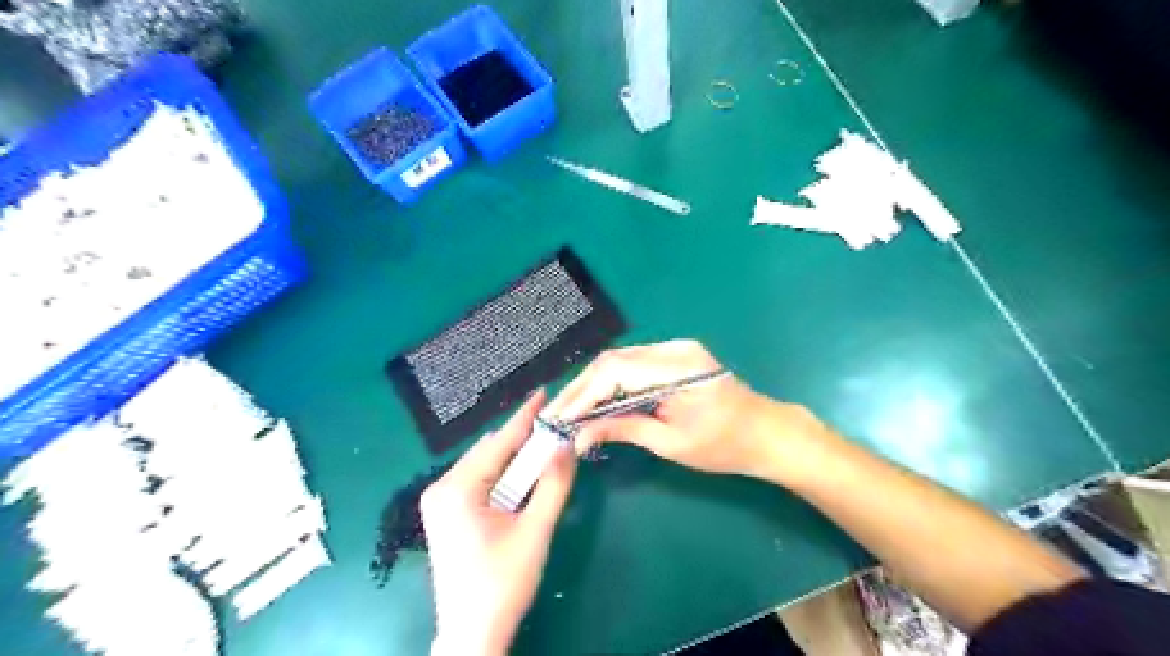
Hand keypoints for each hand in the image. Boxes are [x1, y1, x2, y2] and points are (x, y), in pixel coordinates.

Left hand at [426, 391, 579, 652]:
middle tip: (553, 425)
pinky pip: (477, 480)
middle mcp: (441, 487)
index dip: (525, 417)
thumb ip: (553, 485)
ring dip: (513, 457)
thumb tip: (566, 445)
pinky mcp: (444, 513)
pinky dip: (501, 474)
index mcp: (458, 488)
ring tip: (543, 446)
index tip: (543, 393)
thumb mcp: (535, 531)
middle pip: (490, 451)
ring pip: (484, 464)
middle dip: (522, 438)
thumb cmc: (503, 583)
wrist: (472, 632)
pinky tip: (521, 475)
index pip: (499, 442)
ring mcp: (438, 500)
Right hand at [544, 341, 826, 483]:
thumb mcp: (671, 443)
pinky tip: (596, 400)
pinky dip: (611, 382)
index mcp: (678, 369)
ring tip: (570, 410)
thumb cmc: (724, 445)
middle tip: (557, 415)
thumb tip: (579, 436)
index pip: (616, 372)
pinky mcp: (675, 355)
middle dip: (582, 388)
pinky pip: (633, 363)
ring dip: (593, 384)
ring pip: (620, 360)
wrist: (765, 432)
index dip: (583, 395)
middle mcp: (674, 349)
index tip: (560, 418)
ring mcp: (675, 348)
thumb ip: (624, 430)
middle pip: (613, 360)